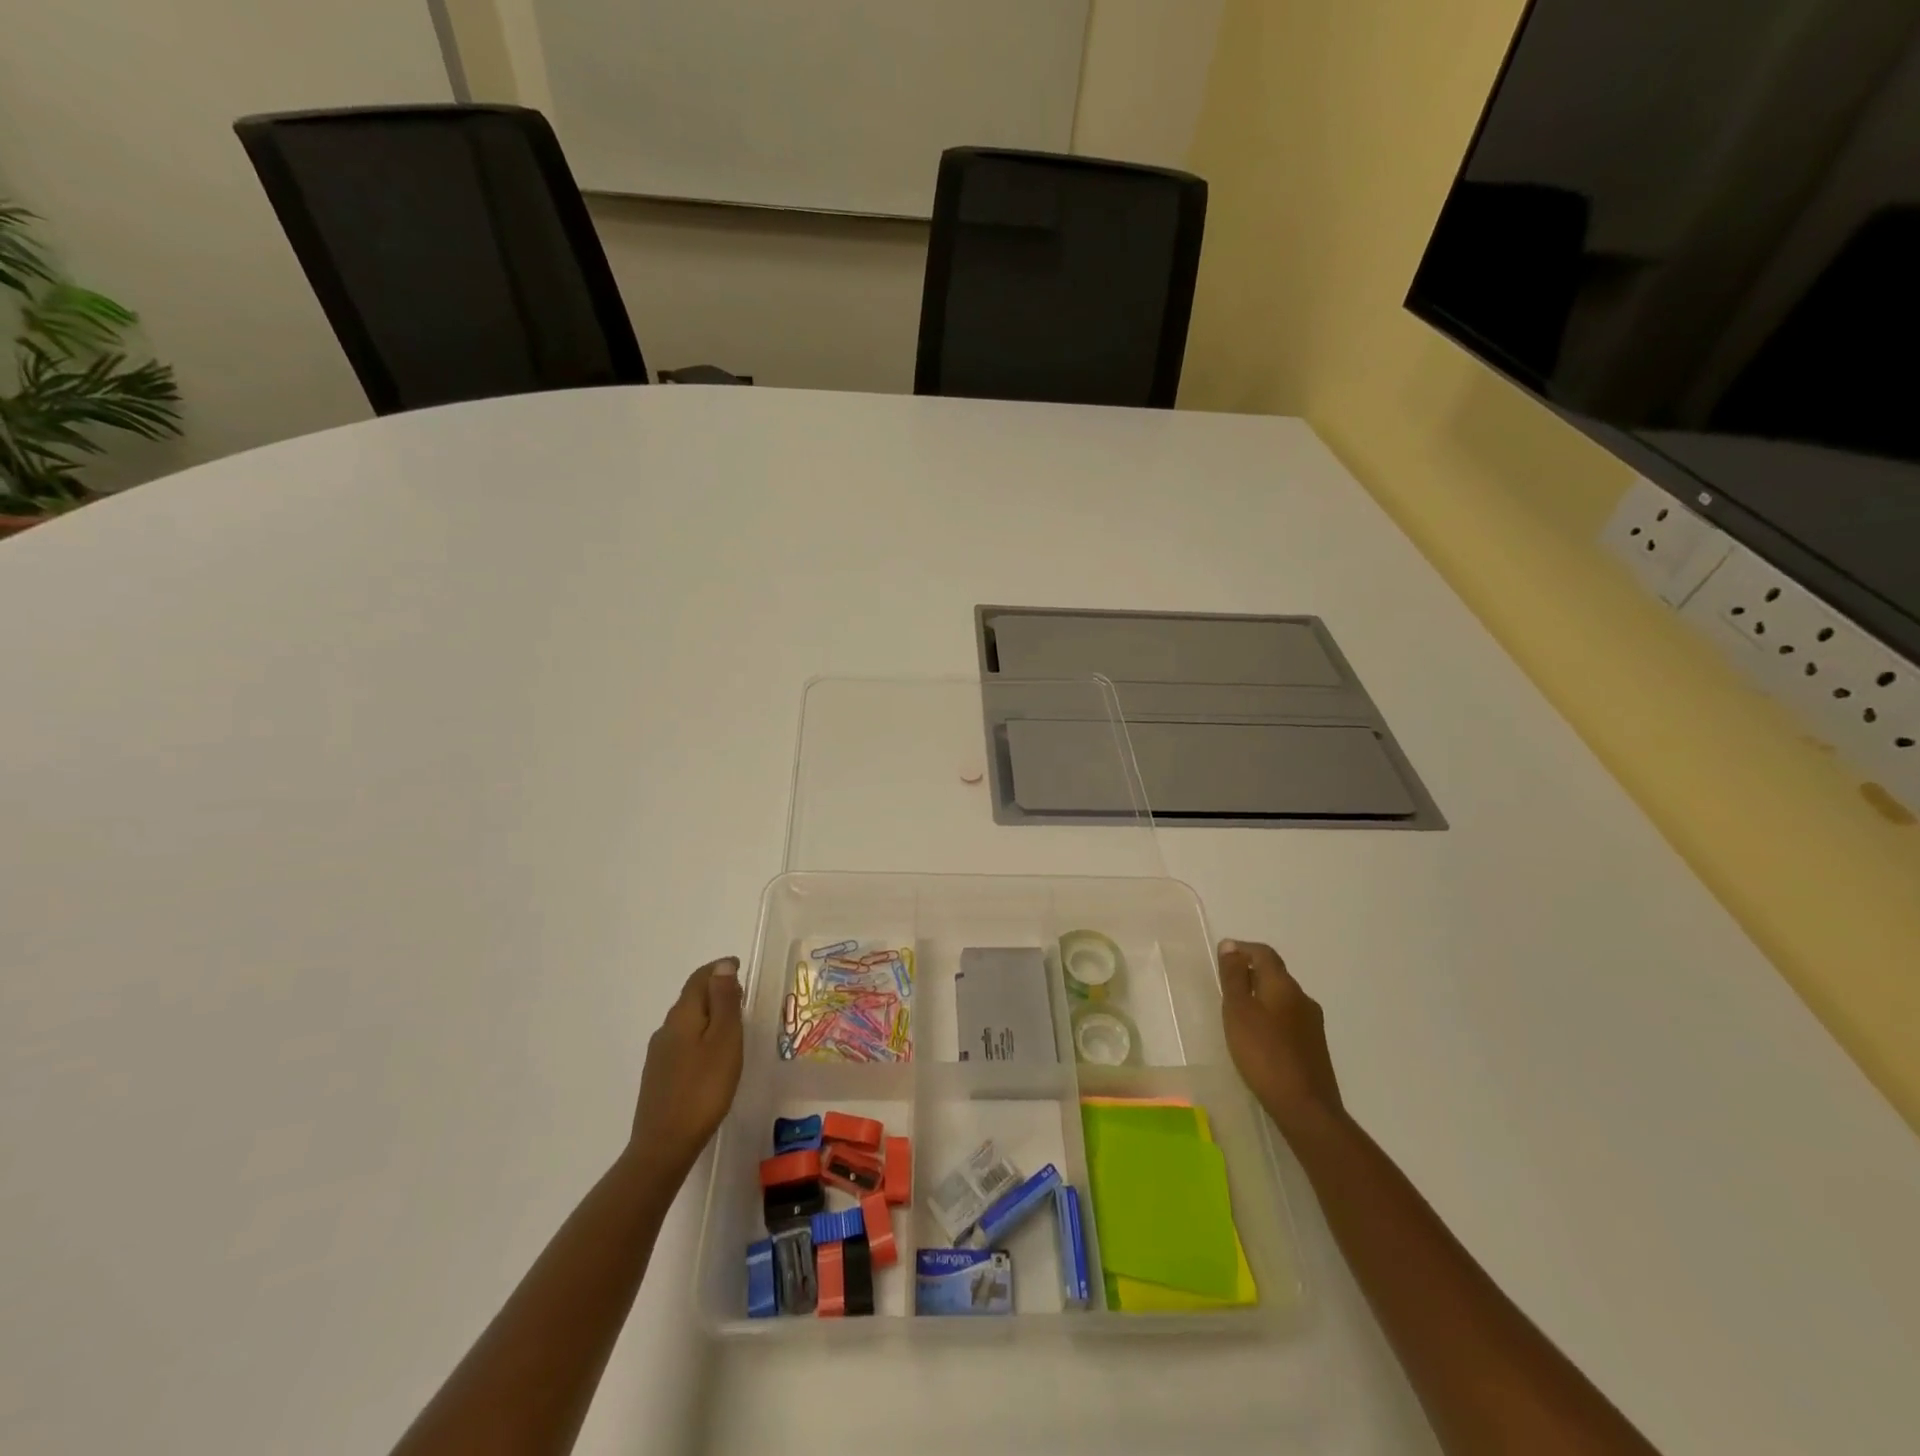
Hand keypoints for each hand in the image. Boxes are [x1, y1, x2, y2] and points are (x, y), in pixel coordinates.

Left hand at [630, 956, 743, 1179]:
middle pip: (691, 998)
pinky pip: (682, 1042)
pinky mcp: (658, 1076)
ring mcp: (658, 1054)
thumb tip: (721, 965)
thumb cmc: (704, 1088)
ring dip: (708, 1014)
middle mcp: (666, 1029)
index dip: (719, 969)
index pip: (699, 979)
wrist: (664, 1145)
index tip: (740, 968)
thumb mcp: (724, 1040)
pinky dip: (700, 1036)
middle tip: (742, 995)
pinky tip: (711, 1055)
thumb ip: (724, 1001)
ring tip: (732, 1024)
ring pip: (687, 1021)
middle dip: (715, 990)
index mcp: (683, 1015)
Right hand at [1218, 940, 1343, 1138]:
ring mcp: (1312, 1024)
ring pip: (1283, 998)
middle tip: (1225, 985)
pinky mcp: (1314, 1047)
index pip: (1264, 954)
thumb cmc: (1263, 1053)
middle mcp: (1303, 998)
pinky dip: (1271, 1017)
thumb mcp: (1238, 1011)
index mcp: (1284, 985)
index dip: (1243, 949)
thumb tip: (1230, 945)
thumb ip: (1233, 977)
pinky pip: (1289, 1019)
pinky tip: (1259, 1037)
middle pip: (1275, 974)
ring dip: (1261, 996)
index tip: (1222, 956)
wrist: (1306, 1108)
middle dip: (1250, 973)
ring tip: (1238, 1012)